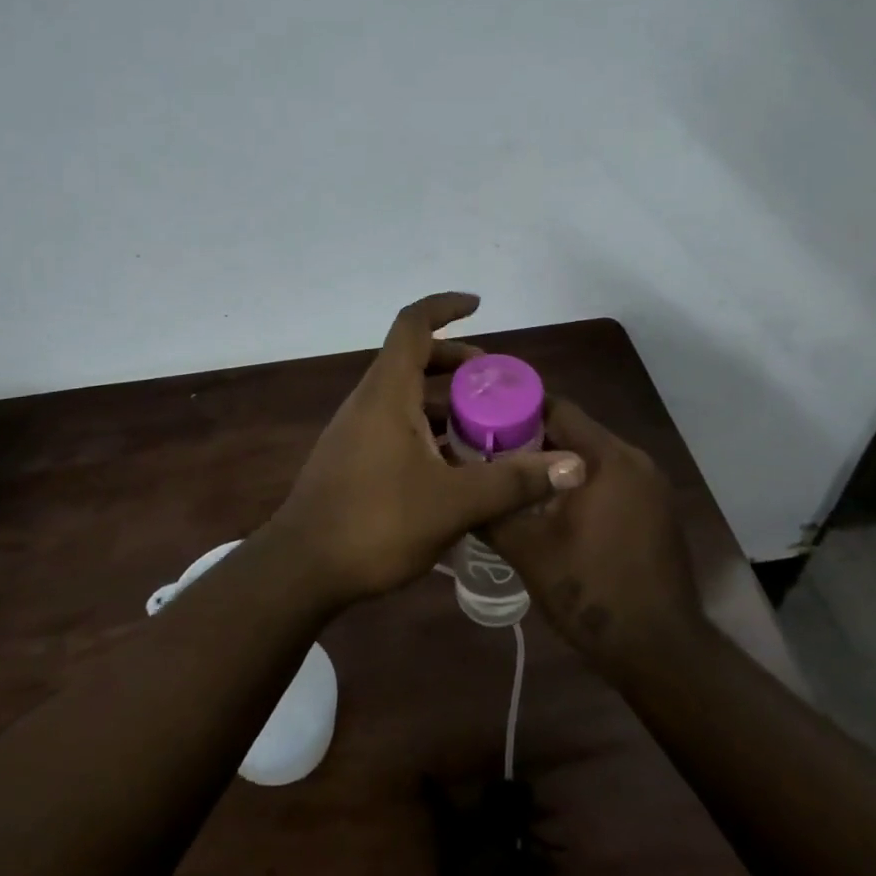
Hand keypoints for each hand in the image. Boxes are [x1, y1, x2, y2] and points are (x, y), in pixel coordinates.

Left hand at [262, 293, 586, 608]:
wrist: (302, 568)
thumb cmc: (375, 522)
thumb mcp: (453, 502)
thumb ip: (513, 481)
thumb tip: (574, 465)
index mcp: (388, 392)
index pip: (413, 325)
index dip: (444, 307)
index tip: (478, 306)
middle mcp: (369, 401)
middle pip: (413, 359)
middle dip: (456, 362)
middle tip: (496, 383)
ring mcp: (357, 430)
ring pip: (405, 396)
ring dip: (444, 402)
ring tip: (484, 428)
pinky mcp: (353, 458)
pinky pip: (396, 425)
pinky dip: (427, 429)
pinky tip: (454, 467)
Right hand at [484, 398, 711, 678]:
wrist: (661, 651)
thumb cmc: (592, 591)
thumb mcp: (528, 550)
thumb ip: (492, 510)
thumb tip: (460, 487)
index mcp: (609, 458)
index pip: (557, 409)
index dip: (516, 409)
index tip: (481, 417)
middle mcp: (636, 460)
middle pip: (575, 431)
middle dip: (531, 438)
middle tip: (488, 451)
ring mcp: (651, 486)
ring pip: (592, 457)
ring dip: (555, 464)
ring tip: (513, 478)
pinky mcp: (656, 511)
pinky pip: (610, 479)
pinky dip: (580, 483)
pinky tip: (551, 507)